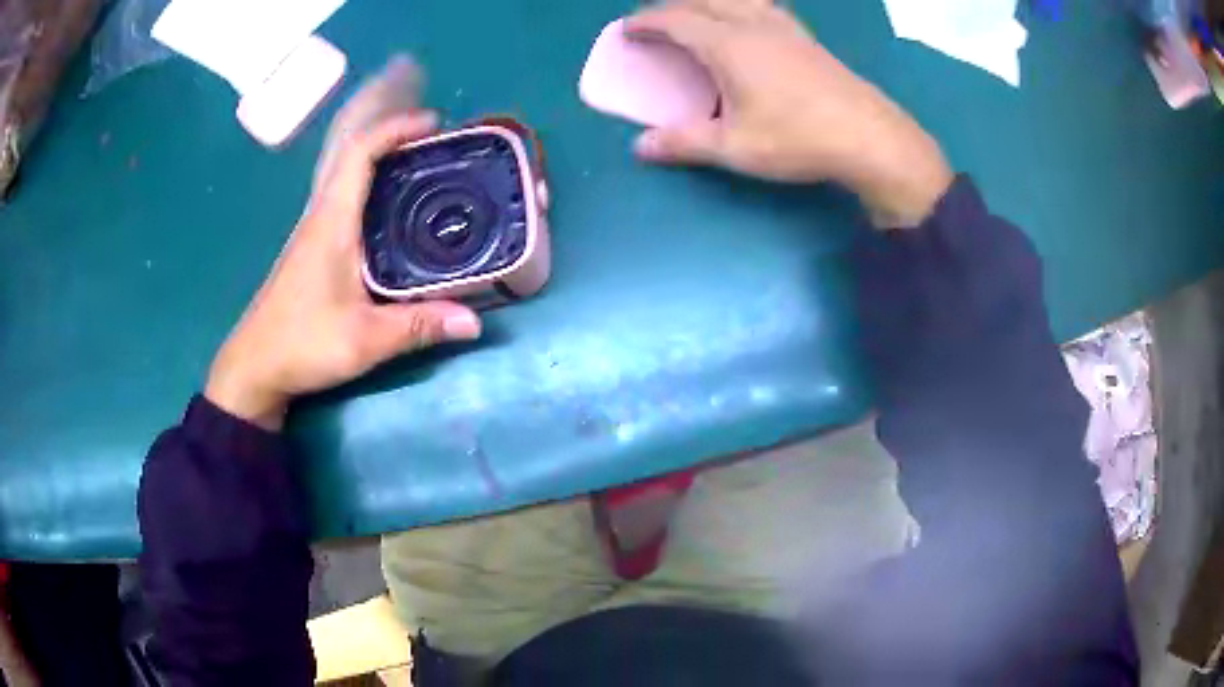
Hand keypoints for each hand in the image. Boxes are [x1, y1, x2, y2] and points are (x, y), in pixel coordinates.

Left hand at [206, 64, 480, 430]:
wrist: (254, 366)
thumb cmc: (302, 344)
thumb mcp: (365, 340)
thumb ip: (418, 327)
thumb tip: (474, 323)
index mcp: (332, 222)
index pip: (359, 154)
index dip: (395, 128)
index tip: (433, 123)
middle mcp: (321, 216)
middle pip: (355, 158)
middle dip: (396, 140)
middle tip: (439, 148)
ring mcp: (314, 231)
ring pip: (349, 179)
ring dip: (384, 164)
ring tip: (425, 173)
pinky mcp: (313, 248)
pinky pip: (346, 202)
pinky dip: (373, 191)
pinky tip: (395, 215)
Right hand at [625, 0, 953, 227]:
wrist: (869, 137)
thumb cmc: (798, 139)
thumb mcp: (735, 148)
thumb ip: (684, 143)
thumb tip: (640, 148)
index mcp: (728, 44)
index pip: (676, 20)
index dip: (646, 22)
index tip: (627, 29)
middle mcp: (753, 24)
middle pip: (703, 0)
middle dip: (672, 6)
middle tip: (656, 22)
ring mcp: (784, 27)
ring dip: (708, 1)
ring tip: (697, 14)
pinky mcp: (806, 38)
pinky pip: (763, 6)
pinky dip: (740, 5)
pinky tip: (747, 20)